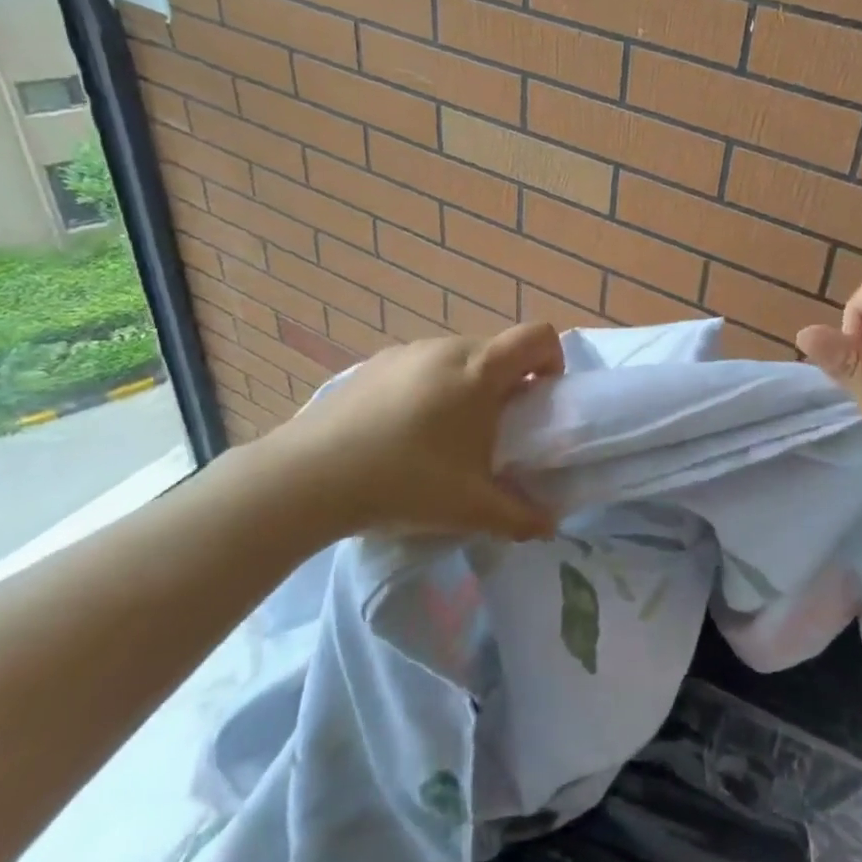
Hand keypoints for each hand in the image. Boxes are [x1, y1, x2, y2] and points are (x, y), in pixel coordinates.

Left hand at [247, 322, 564, 541]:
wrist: (309, 477)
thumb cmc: (405, 482)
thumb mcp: (471, 507)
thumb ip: (520, 516)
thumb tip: (550, 526)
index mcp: (480, 371)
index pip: (537, 336)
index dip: (552, 359)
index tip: (541, 398)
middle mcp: (447, 347)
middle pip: (498, 349)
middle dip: (509, 383)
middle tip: (495, 431)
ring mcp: (406, 351)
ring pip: (457, 357)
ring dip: (468, 386)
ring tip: (446, 436)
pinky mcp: (373, 364)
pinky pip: (420, 366)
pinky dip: (429, 388)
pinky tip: (402, 432)